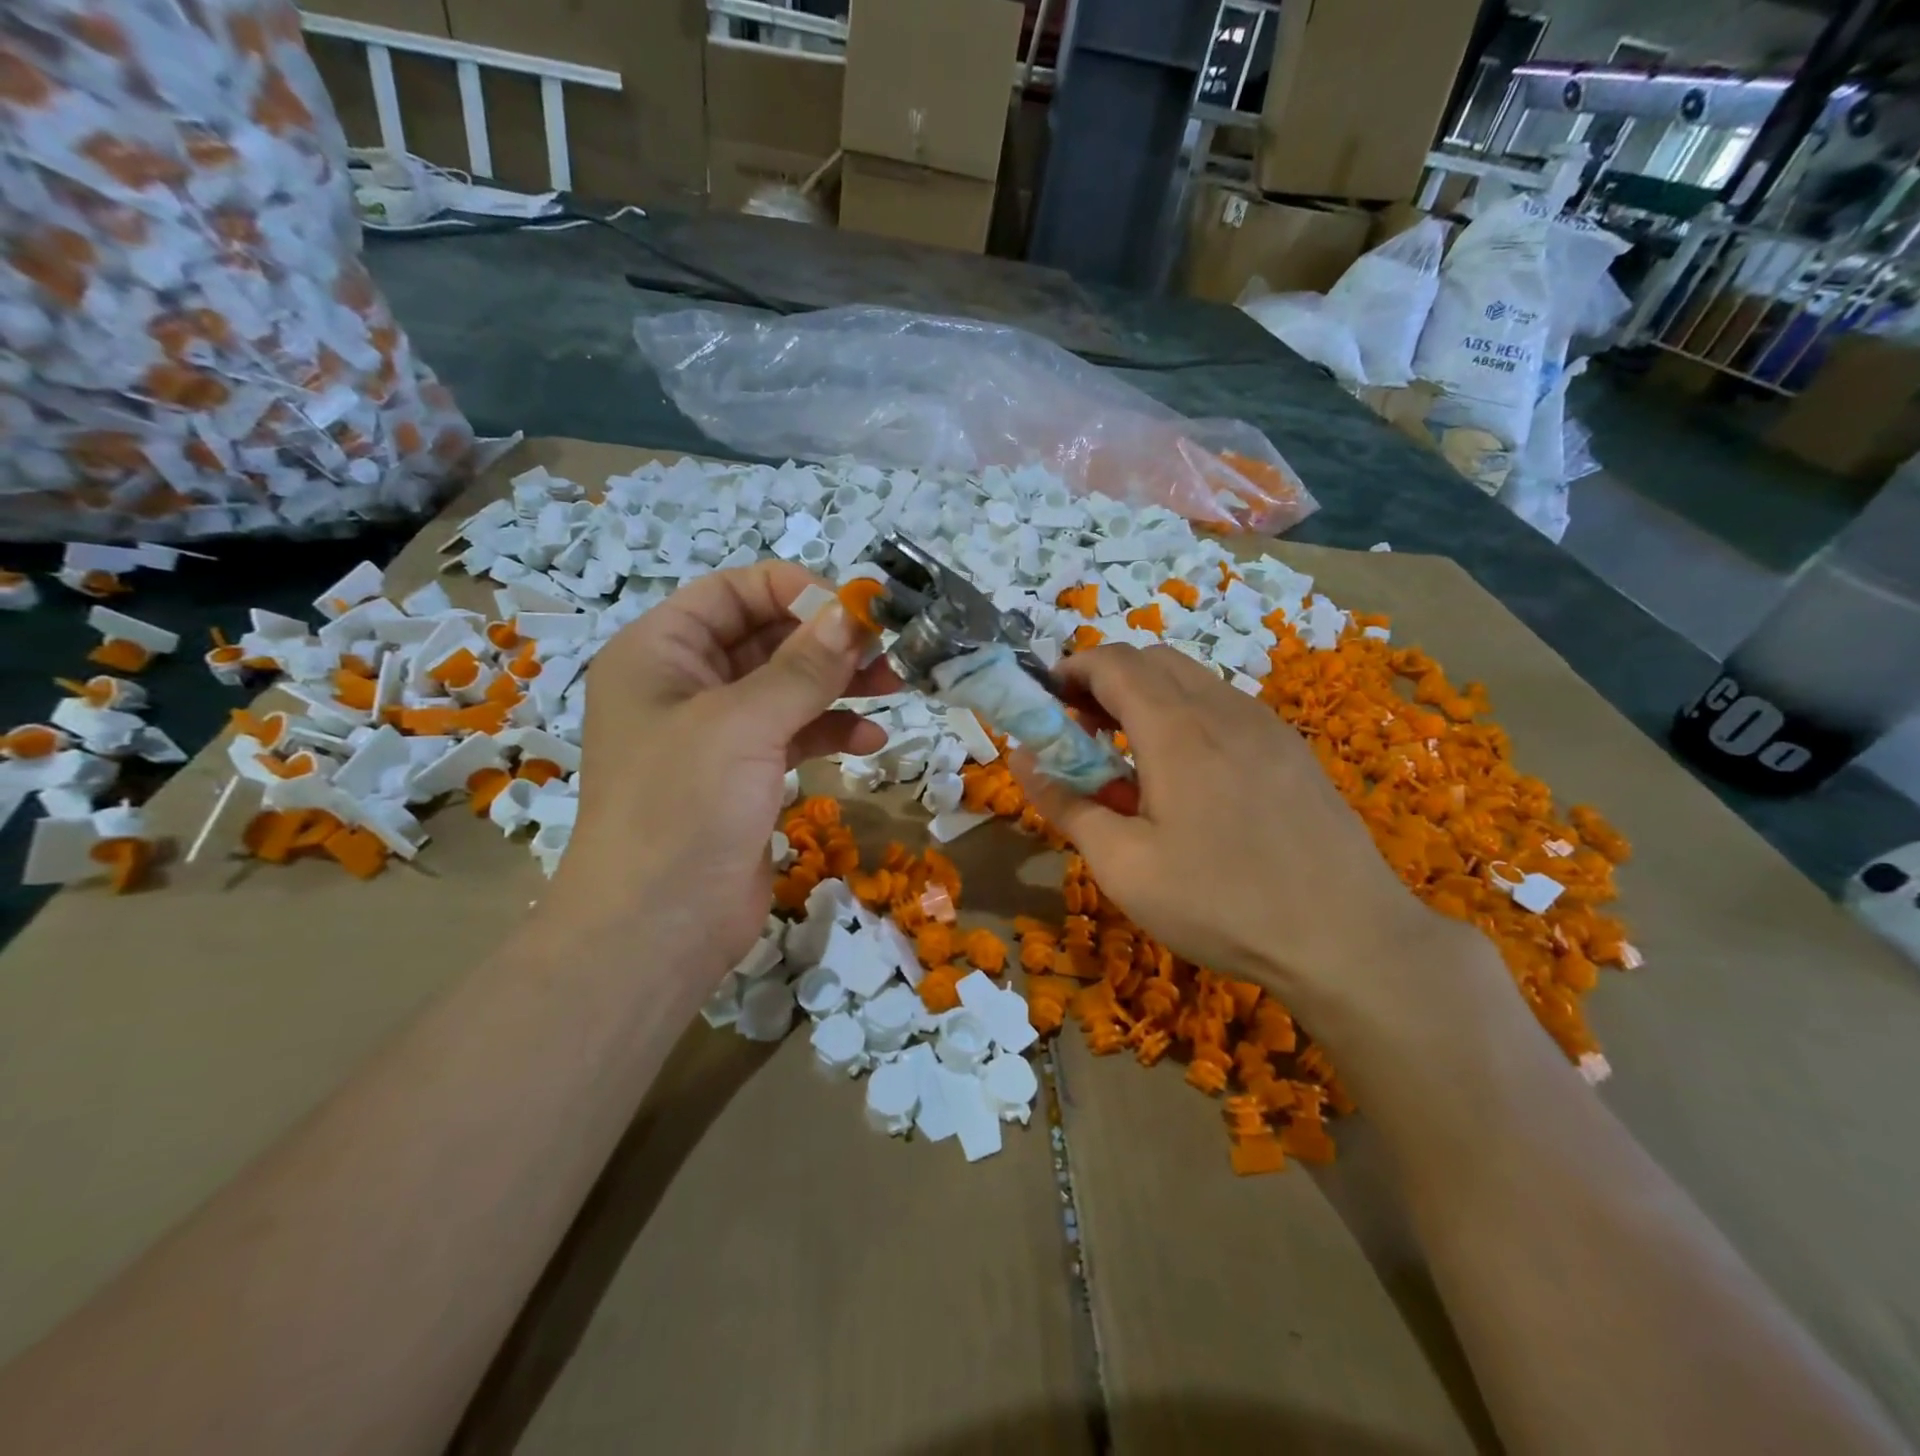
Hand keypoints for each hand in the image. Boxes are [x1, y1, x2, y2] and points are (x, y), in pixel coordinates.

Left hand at [544, 564, 898, 995]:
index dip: (795, 591)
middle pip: (766, 638)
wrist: (656, 930)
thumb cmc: (682, 808)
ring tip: (893, 688)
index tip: (856, 609)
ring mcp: (716, 734)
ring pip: (787, 687)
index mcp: (660, 652)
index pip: (733, 593)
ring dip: (839, 685)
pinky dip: (831, 732)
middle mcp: (684, 684)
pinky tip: (870, 742)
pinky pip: (794, 734)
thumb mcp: (743, 724)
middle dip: (827, 641)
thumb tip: (853, 612)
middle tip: (888, 650)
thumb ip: (803, 666)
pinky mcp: (744, 776)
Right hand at [1011, 645, 1496, 1048]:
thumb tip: (1021, 758)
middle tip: (1082, 732)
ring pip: (1192, 680)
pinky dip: (1187, 716)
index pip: (1111, 662)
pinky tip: (1189, 777)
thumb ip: (1065, 803)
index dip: (1070, 671)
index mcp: (1176, 729)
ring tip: (1131, 757)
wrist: (1348, 940)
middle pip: (1152, 660)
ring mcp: (1266, 725)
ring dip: (1147, 698)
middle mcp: (1223, 708)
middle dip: (1105, 681)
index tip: (1046, 704)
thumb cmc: (1220, 904)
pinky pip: (1226, 707)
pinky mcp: (1291, 749)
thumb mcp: (1123, 866)